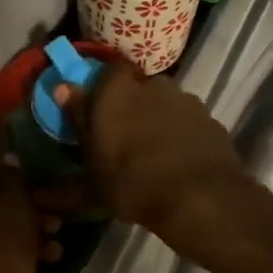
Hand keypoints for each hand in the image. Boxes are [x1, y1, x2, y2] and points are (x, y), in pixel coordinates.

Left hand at [0, 139, 60, 272]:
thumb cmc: (0, 254)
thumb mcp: (19, 210)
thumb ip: (15, 177)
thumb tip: (7, 161)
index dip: (4, 138)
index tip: (26, 133)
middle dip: (23, 190)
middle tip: (54, 200)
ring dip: (22, 218)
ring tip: (56, 234)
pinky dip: (7, 238)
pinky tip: (45, 255)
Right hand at [53, 64, 252, 249]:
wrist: (200, 199)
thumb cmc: (132, 183)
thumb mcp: (92, 165)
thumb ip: (76, 121)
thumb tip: (60, 88)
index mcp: (117, 90)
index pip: (108, 72)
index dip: (104, 90)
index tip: (98, 113)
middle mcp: (153, 85)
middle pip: (138, 89)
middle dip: (131, 107)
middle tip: (124, 138)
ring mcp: (187, 101)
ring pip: (165, 105)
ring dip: (158, 121)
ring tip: (152, 154)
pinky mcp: (211, 121)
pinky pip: (188, 123)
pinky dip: (181, 135)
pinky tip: (177, 162)